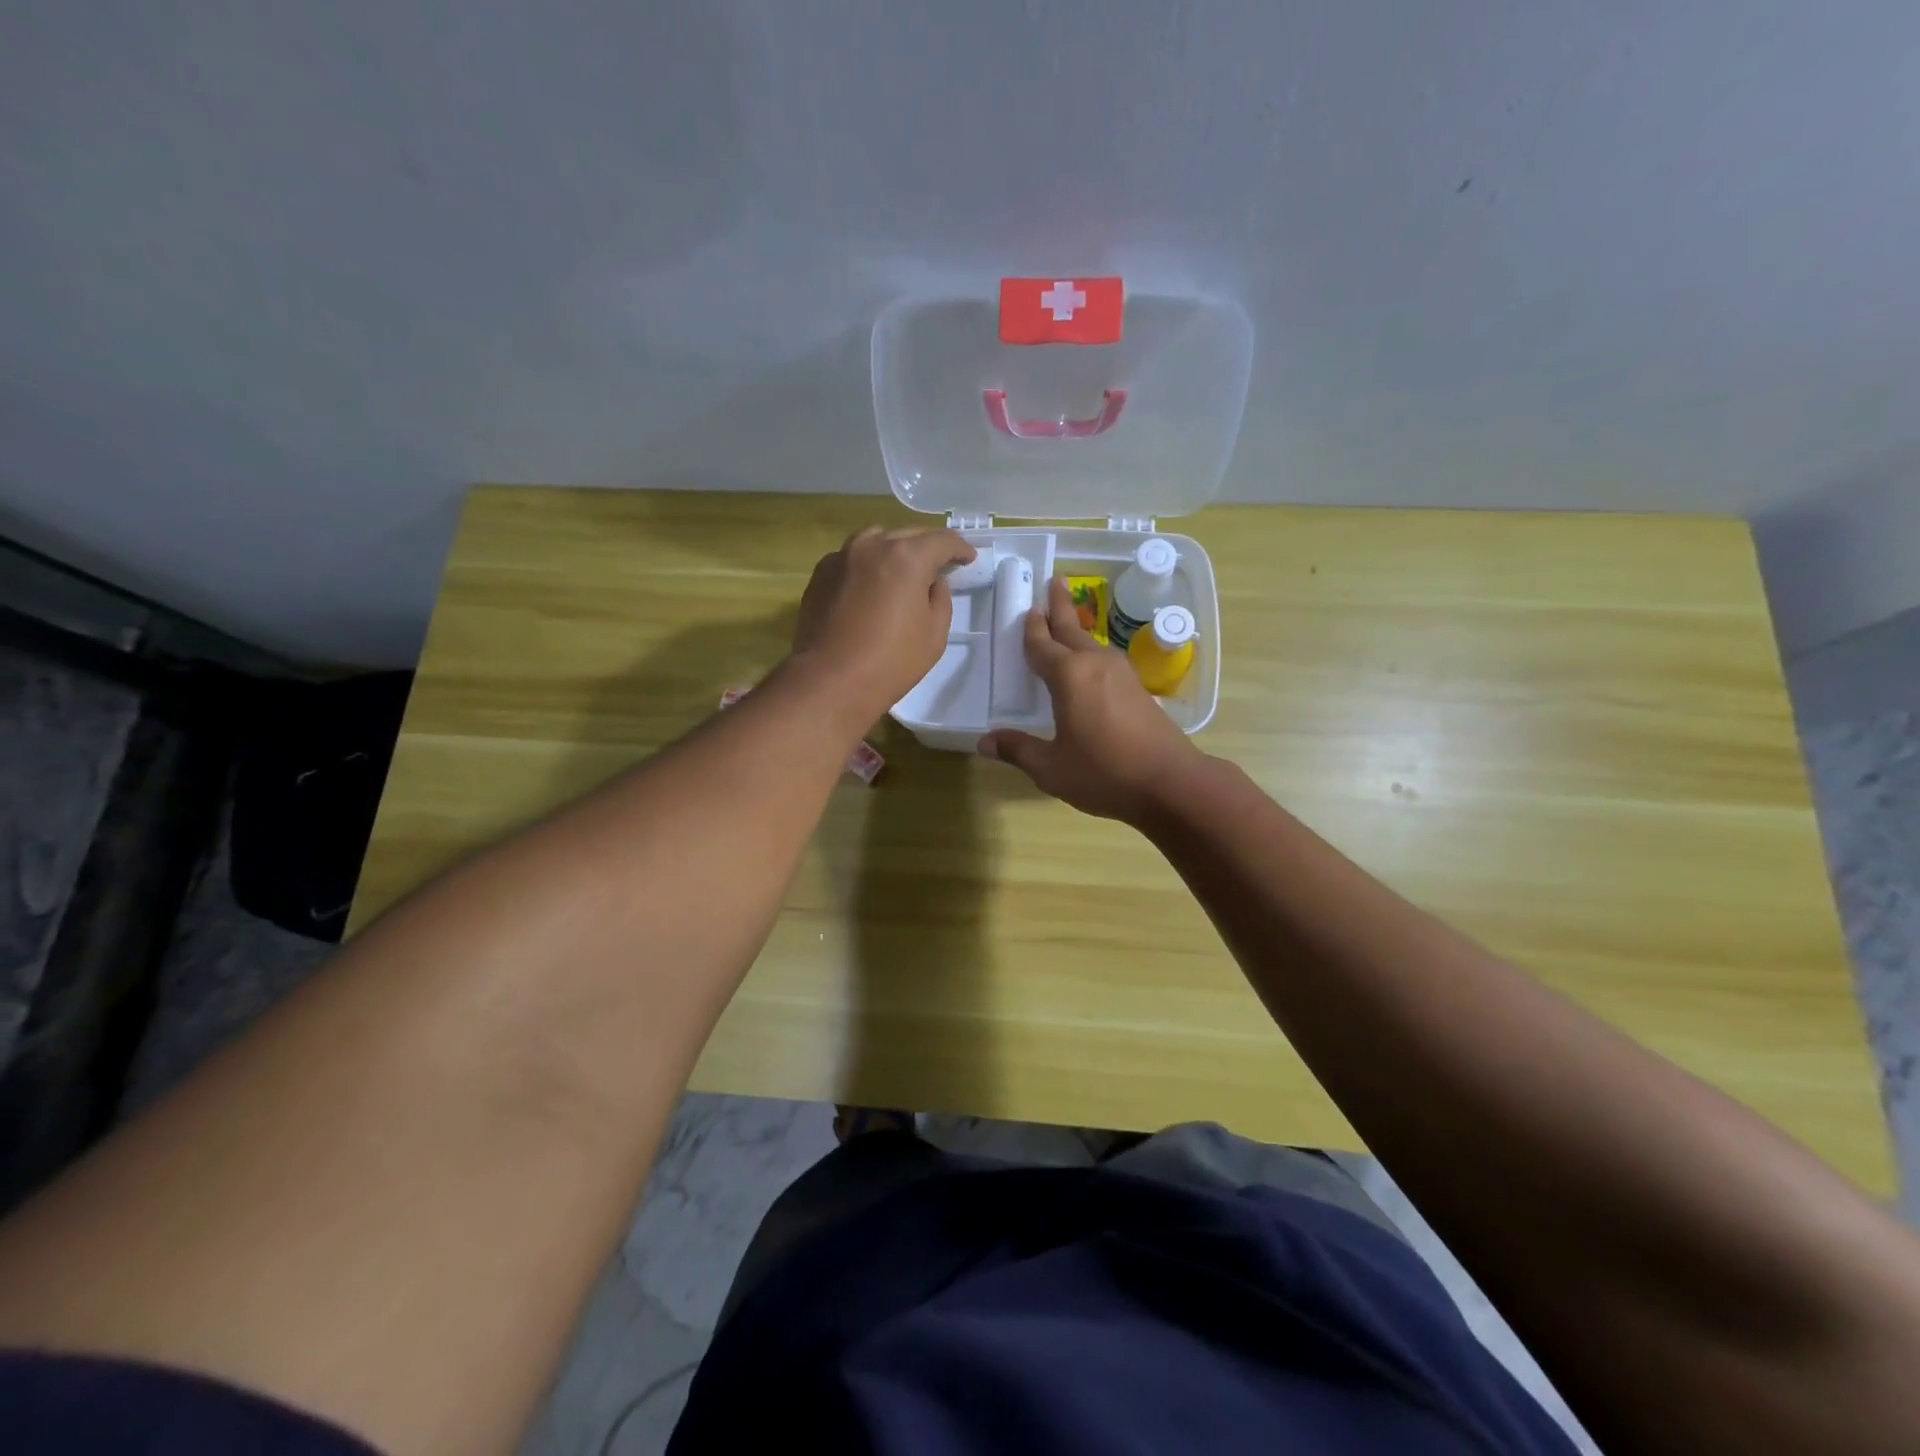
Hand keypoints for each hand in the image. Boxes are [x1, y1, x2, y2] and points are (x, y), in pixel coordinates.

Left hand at [789, 526, 974, 724]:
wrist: (830, 681)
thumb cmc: (890, 662)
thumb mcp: (934, 634)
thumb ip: (940, 598)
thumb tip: (933, 581)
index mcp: (907, 557)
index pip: (942, 540)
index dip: (960, 548)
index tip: (968, 559)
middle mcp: (872, 546)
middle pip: (908, 534)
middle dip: (928, 547)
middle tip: (939, 566)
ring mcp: (842, 556)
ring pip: (877, 540)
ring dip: (895, 550)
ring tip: (903, 570)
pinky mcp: (821, 572)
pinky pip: (852, 557)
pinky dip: (868, 564)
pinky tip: (871, 585)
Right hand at [978, 576, 1202, 823]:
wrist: (1170, 783)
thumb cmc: (1104, 773)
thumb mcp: (1052, 768)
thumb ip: (1018, 750)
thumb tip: (984, 742)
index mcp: (1069, 676)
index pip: (1042, 645)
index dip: (1032, 628)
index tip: (1027, 608)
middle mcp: (1095, 664)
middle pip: (1071, 629)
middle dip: (1059, 606)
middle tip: (1053, 581)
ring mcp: (1121, 674)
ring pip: (1091, 642)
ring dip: (1075, 628)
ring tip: (1065, 619)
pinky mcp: (1137, 688)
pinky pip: (1104, 659)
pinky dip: (1089, 650)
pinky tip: (1089, 662)